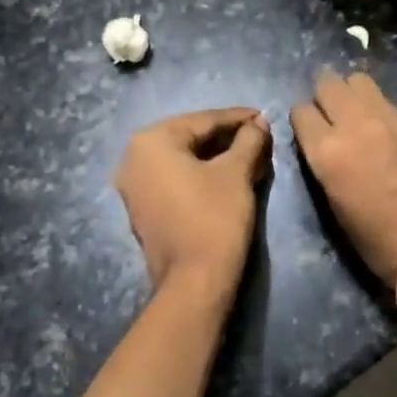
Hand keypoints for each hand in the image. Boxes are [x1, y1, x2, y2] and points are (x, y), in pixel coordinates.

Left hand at [115, 108, 271, 294]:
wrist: (194, 280)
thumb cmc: (215, 217)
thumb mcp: (236, 173)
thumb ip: (248, 140)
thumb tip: (259, 123)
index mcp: (151, 141)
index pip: (202, 120)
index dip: (237, 118)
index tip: (263, 116)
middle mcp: (133, 158)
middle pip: (189, 138)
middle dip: (226, 138)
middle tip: (259, 137)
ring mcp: (133, 186)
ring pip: (182, 160)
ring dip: (215, 157)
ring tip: (249, 156)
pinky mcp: (142, 209)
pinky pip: (173, 180)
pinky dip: (199, 175)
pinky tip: (227, 176)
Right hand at [291, 71, 396, 296]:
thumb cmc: (376, 240)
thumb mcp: (333, 204)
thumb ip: (324, 164)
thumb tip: (322, 146)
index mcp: (327, 151)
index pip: (301, 111)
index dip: (302, 121)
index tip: (307, 133)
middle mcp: (354, 124)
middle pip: (328, 83)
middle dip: (323, 97)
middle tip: (328, 117)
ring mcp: (386, 119)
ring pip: (358, 80)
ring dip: (350, 92)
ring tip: (354, 114)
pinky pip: (385, 99)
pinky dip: (376, 105)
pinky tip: (380, 127)